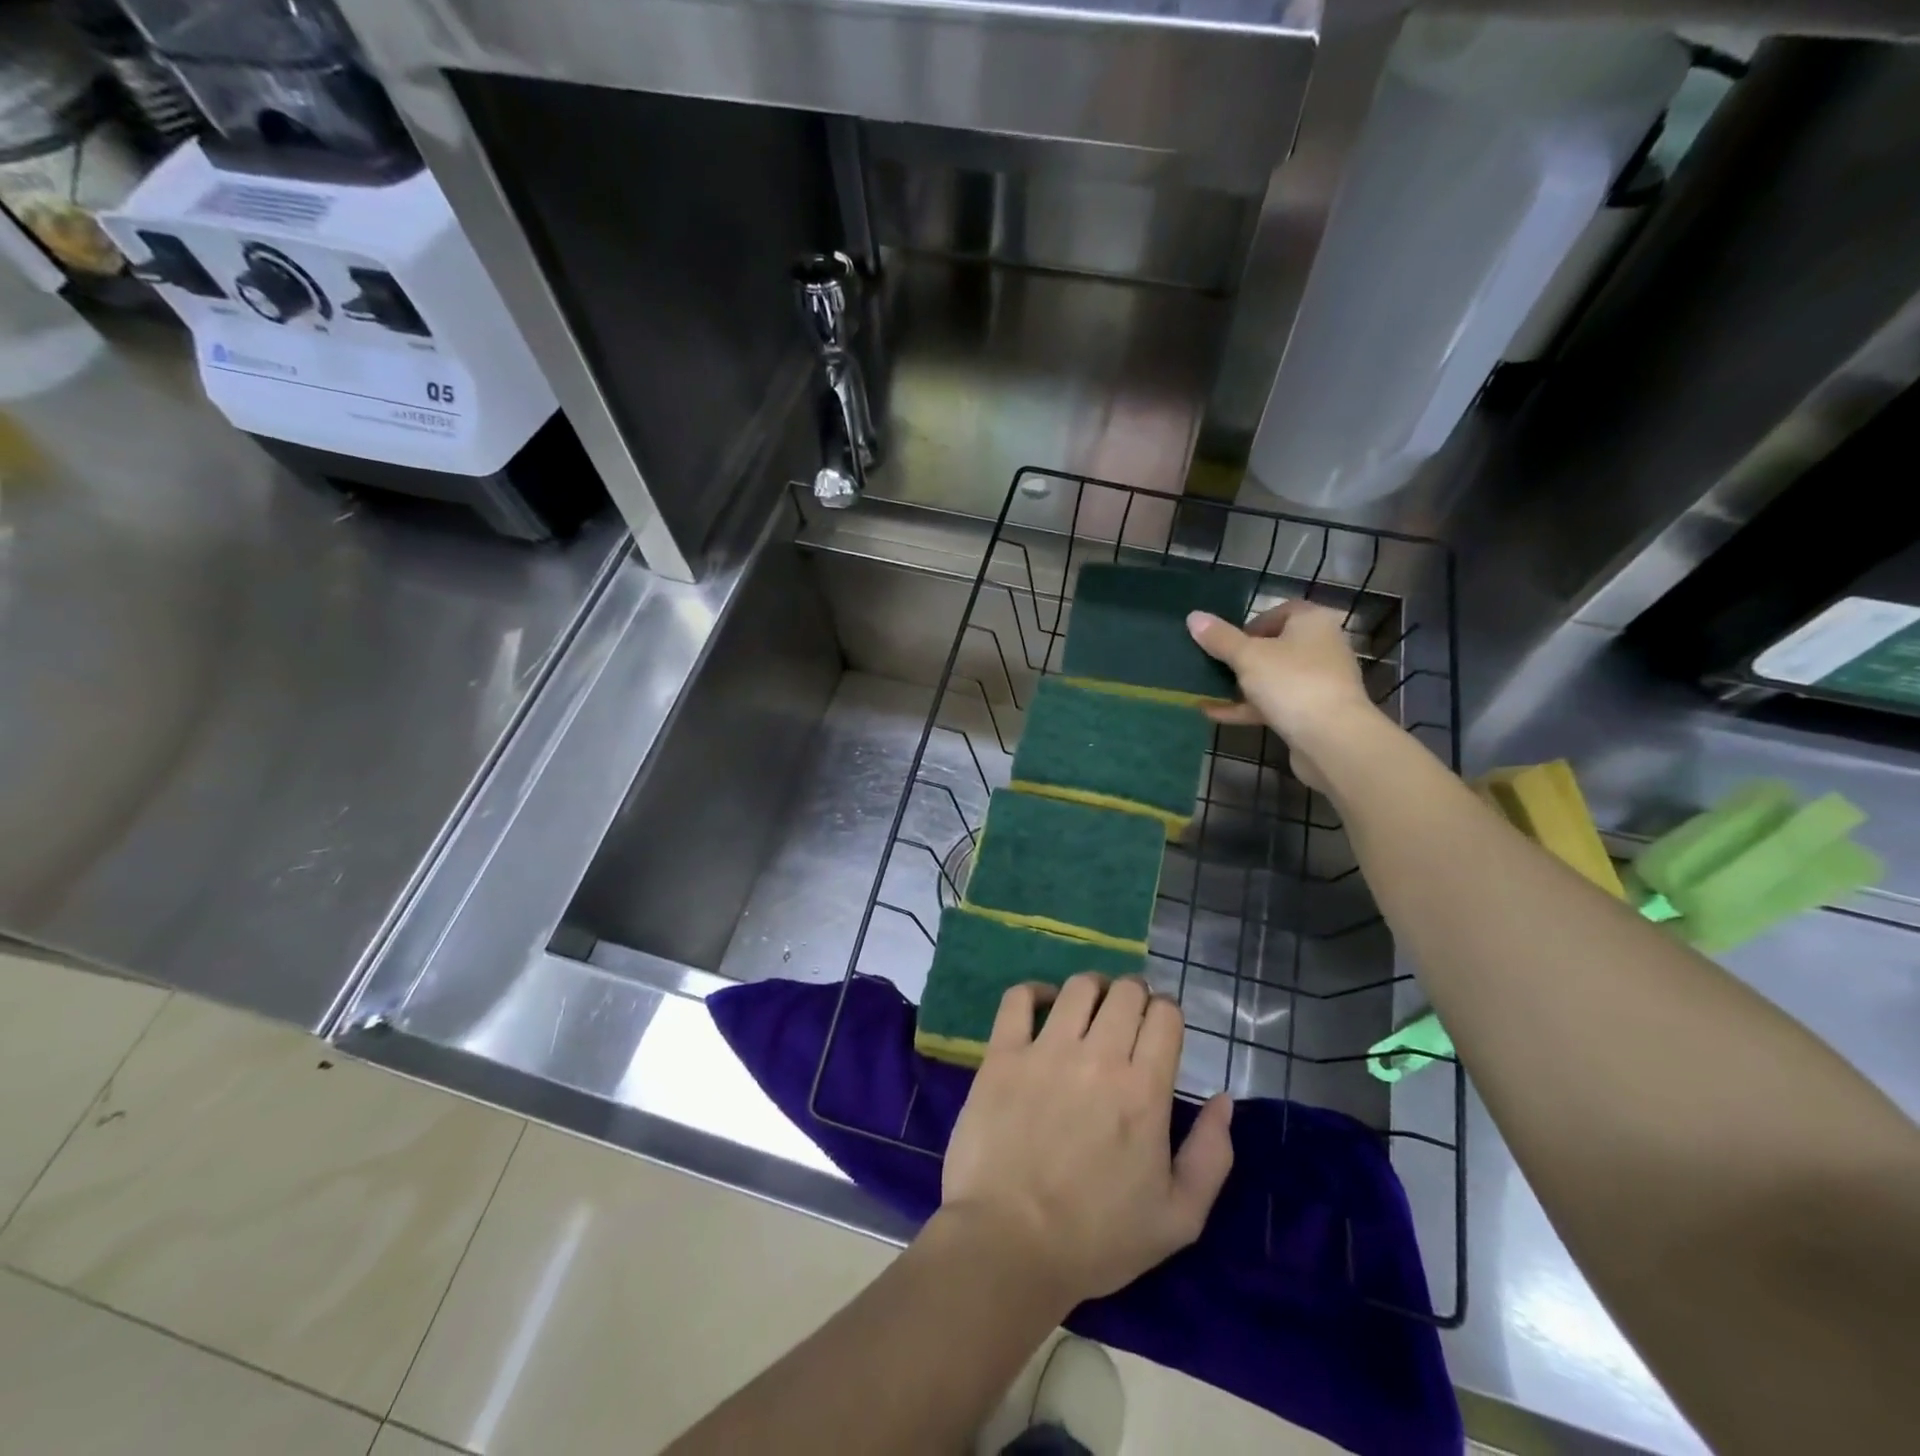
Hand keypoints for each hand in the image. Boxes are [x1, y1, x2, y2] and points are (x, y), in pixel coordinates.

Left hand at [940, 974, 1233, 1308]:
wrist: (1009, 1245)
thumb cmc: (1097, 1238)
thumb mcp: (1178, 1218)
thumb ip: (1211, 1155)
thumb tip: (1225, 1101)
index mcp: (1143, 1091)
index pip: (1165, 1016)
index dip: (1168, 1013)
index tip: (1161, 1027)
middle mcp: (1097, 1057)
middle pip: (1125, 992)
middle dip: (1135, 995)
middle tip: (1129, 1016)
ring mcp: (1045, 1051)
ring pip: (1078, 988)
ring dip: (1094, 989)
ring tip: (1092, 1006)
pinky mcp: (1002, 1055)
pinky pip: (1018, 999)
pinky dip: (1034, 991)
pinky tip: (1043, 1003)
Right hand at [1187, 601, 1381, 789]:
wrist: (1332, 739)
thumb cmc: (1291, 682)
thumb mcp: (1248, 656)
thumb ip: (1220, 638)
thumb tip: (1194, 617)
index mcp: (1312, 623)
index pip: (1281, 612)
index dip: (1251, 623)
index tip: (1226, 640)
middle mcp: (1321, 647)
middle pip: (1275, 646)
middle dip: (1241, 657)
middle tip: (1213, 666)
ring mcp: (1319, 682)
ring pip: (1273, 678)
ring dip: (1241, 685)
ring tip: (1207, 691)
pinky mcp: (1312, 712)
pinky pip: (1275, 703)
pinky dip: (1248, 707)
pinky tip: (1215, 714)